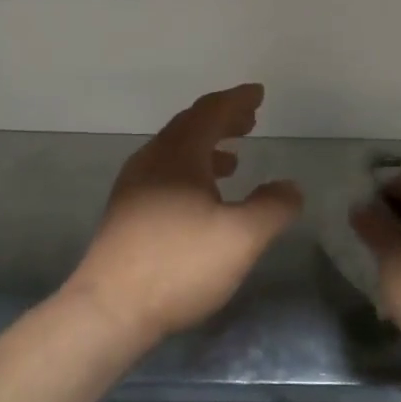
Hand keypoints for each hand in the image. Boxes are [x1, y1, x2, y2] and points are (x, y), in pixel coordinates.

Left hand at [62, 84, 303, 348]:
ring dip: (207, 146)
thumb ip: (272, 207)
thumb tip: (290, 186)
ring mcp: (134, 186)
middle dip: (222, 120)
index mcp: (178, 154)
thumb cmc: (179, 264)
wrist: (110, 308)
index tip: (258, 93)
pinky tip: (202, 198)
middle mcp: (152, 160)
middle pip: (190, 126)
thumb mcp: (241, 237)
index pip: (210, 112)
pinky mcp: (126, 213)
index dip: (237, 100)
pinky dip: (191, 170)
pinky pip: (165, 173)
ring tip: (234, 158)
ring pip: (175, 151)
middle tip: (250, 119)